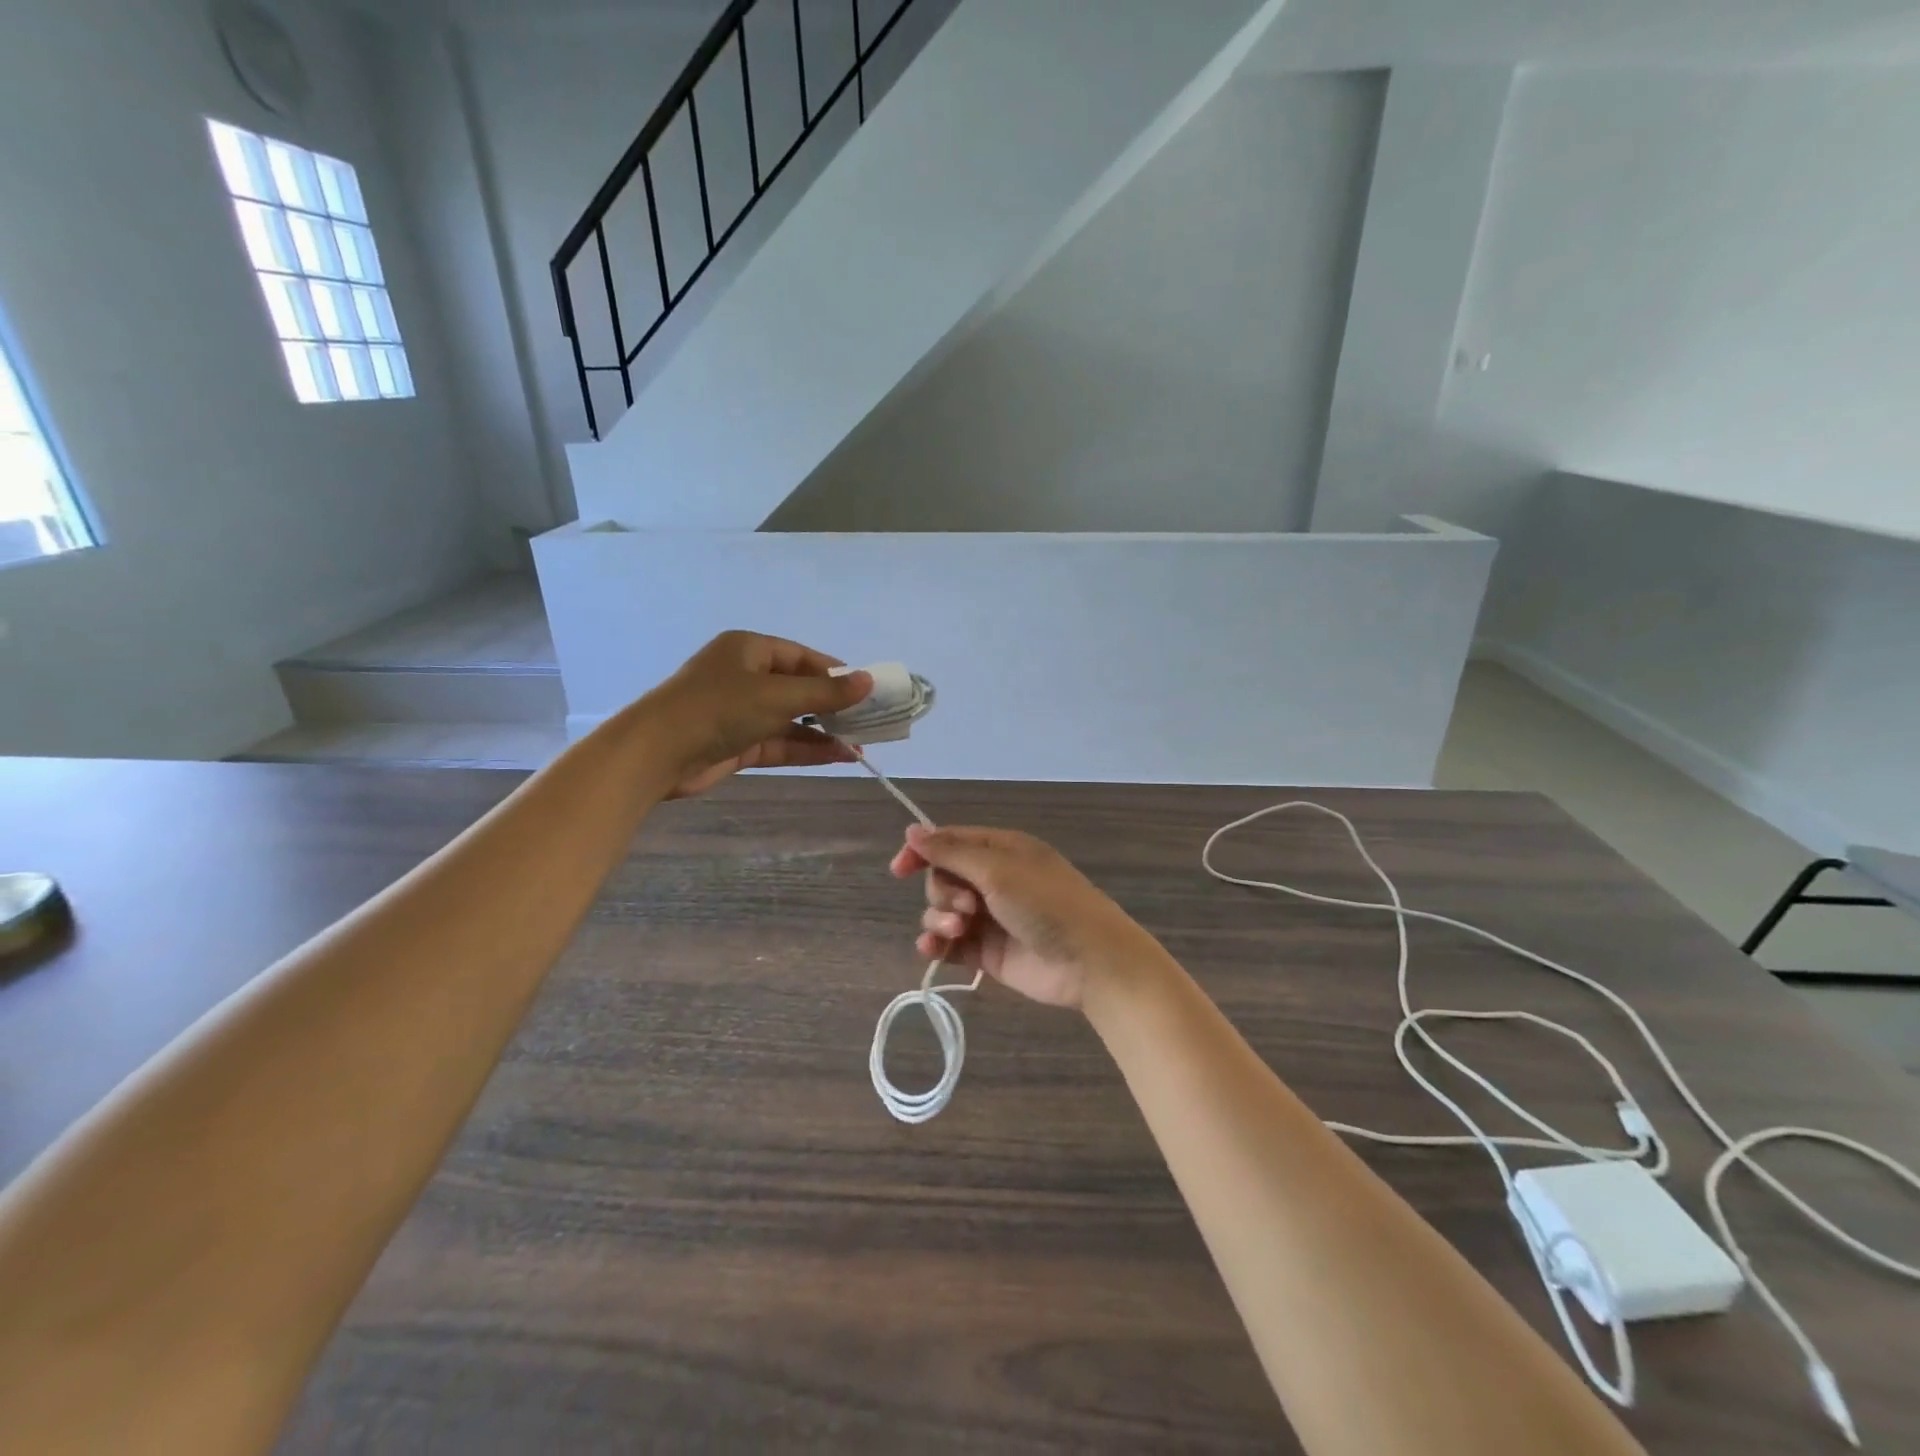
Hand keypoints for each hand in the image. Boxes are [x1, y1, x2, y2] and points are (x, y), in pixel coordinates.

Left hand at [642, 631, 871, 797]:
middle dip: (832, 707)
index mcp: (750, 649)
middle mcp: (745, 676)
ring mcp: (740, 712)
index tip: (865, 690)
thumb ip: (826, 692)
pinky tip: (838, 757)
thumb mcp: (778, 696)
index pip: (802, 657)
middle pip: (798, 689)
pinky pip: (779, 742)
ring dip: (823, 732)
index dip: (835, 673)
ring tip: (860, 746)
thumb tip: (869, 680)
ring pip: (791, 719)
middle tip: (868, 721)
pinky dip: (806, 748)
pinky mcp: (736, 743)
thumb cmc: (719, 708)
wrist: (657, 752)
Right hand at [888, 825, 1158, 1009]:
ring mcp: (990, 918)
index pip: (950, 842)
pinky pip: (951, 945)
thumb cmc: (1047, 904)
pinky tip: (933, 952)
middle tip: (966, 908)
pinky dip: (938, 947)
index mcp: (1001, 851)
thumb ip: (951, 852)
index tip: (899, 869)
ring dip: (940, 921)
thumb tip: (912, 830)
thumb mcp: (998, 870)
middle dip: (943, 893)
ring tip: (960, 932)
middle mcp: (994, 880)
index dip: (922, 852)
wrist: (1090, 961)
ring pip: (943, 913)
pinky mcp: (988, 953)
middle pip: (943, 879)